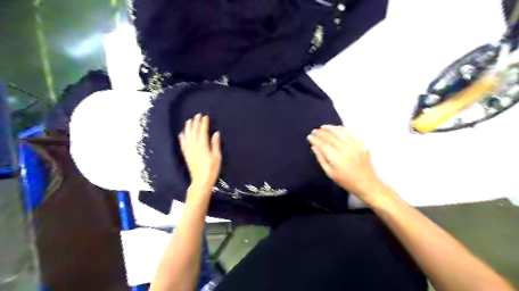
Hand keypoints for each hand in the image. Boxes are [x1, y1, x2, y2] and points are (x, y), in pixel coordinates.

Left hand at [180, 114, 221, 195]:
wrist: (200, 181)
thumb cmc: (212, 170)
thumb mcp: (217, 157)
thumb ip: (215, 144)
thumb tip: (216, 133)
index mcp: (203, 146)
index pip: (202, 131)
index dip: (204, 123)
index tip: (205, 116)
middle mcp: (194, 146)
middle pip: (194, 131)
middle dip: (196, 122)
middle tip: (197, 115)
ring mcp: (189, 150)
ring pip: (187, 136)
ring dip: (188, 127)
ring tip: (189, 120)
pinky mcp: (186, 155)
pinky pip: (182, 143)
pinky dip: (182, 137)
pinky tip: (182, 133)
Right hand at [305, 127, 386, 204]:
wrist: (366, 184)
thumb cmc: (346, 181)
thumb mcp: (330, 173)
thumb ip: (321, 159)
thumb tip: (314, 147)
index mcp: (336, 158)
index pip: (323, 145)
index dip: (315, 139)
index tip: (309, 136)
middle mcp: (346, 149)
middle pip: (331, 137)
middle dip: (321, 133)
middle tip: (314, 130)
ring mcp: (355, 146)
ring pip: (340, 133)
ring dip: (331, 129)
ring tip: (323, 127)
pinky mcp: (362, 144)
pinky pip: (351, 133)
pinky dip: (343, 129)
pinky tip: (337, 128)